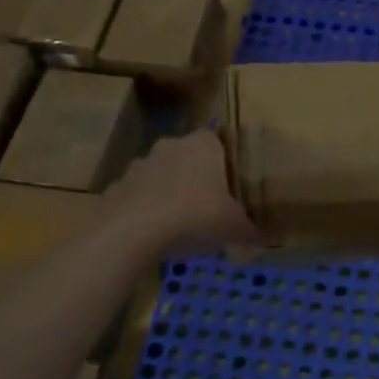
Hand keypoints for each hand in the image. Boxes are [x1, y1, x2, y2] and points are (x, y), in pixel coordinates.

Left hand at [107, 130, 258, 253]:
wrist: (132, 230)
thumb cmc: (193, 215)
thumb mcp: (233, 227)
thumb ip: (249, 229)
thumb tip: (261, 238)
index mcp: (203, 145)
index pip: (217, 140)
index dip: (224, 160)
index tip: (230, 183)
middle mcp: (172, 145)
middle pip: (188, 156)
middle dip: (195, 176)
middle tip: (207, 204)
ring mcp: (141, 163)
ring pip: (161, 174)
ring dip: (168, 191)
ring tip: (179, 222)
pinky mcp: (118, 185)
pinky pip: (139, 194)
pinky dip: (145, 208)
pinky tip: (153, 232)